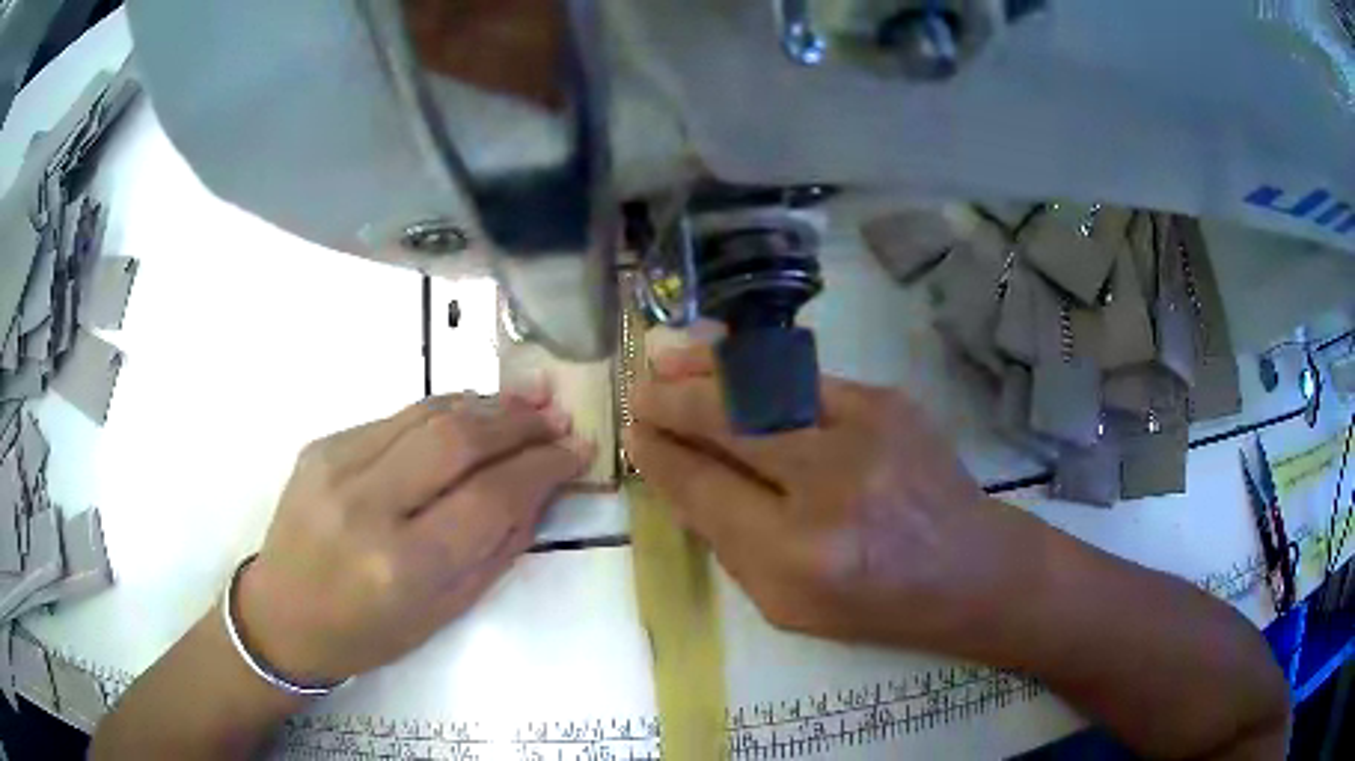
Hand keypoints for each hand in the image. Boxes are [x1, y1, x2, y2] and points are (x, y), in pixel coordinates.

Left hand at [235, 389, 593, 684]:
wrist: (283, 614)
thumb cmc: (369, 633)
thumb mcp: (445, 611)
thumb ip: (495, 547)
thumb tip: (539, 488)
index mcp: (402, 566)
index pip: (489, 497)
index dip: (542, 467)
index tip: (578, 449)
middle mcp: (366, 506)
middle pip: (458, 439)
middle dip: (518, 422)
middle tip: (557, 416)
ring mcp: (336, 466)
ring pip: (426, 414)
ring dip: (485, 405)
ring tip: (526, 404)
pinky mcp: (322, 444)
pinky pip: (396, 417)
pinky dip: (444, 410)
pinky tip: (471, 414)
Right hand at [626, 346, 1025, 648]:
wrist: (970, 568)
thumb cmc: (875, 603)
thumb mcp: (784, 604)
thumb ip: (726, 541)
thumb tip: (679, 474)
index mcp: (798, 554)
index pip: (706, 490)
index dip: (661, 458)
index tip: (633, 437)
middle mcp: (831, 484)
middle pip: (731, 426)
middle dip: (674, 404)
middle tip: (638, 392)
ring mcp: (867, 431)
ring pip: (765, 387)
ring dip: (708, 371)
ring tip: (667, 357)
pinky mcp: (889, 401)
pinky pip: (805, 378)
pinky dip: (759, 370)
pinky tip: (730, 359)